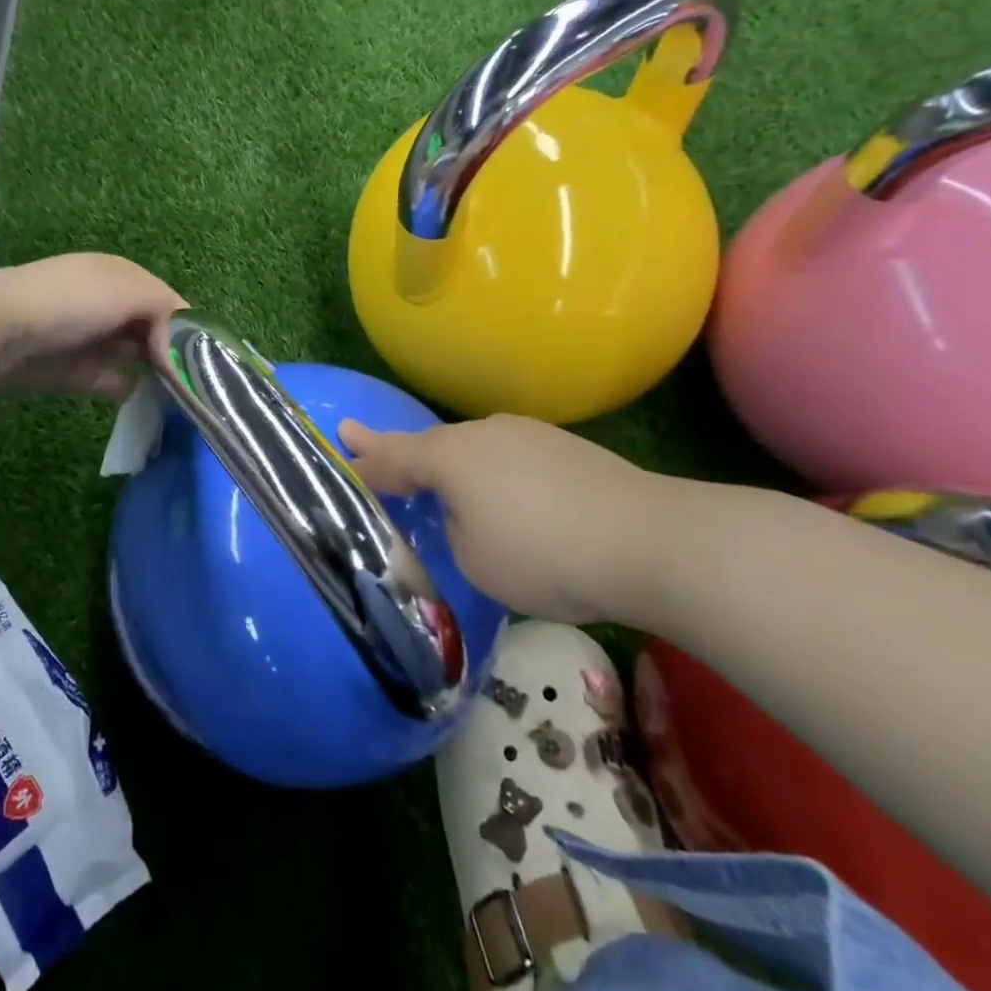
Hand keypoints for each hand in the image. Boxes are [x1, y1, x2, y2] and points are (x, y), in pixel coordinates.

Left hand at [0, 253, 186, 398]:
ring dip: (152, 373)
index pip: (168, 302)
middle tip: (196, 383)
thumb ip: (166, 310)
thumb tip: (178, 344)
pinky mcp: (72, 370)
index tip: (207, 359)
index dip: (188, 329)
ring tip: (178, 397)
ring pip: (132, 356)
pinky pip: (109, 380)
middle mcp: (108, 303)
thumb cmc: (70, 301)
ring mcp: (89, 337)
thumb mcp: (129, 291)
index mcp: (122, 276)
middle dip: (172, 353)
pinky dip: (126, 388)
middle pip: (152, 330)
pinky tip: (143, 400)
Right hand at [338, 414, 679, 625]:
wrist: (652, 539)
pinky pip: (508, 458)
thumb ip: (454, 529)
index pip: (391, 458)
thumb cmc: (544, 553)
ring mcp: (528, 435)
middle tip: (360, 439)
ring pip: (472, 449)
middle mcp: (483, 432)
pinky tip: (508, 498)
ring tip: (437, 482)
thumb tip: (467, 513)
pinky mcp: (565, 448)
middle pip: (429, 445)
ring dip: (449, 464)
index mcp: (449, 456)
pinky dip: (492, 474)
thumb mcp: (474, 558)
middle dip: (395, 450)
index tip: (338, 446)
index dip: (362, 462)